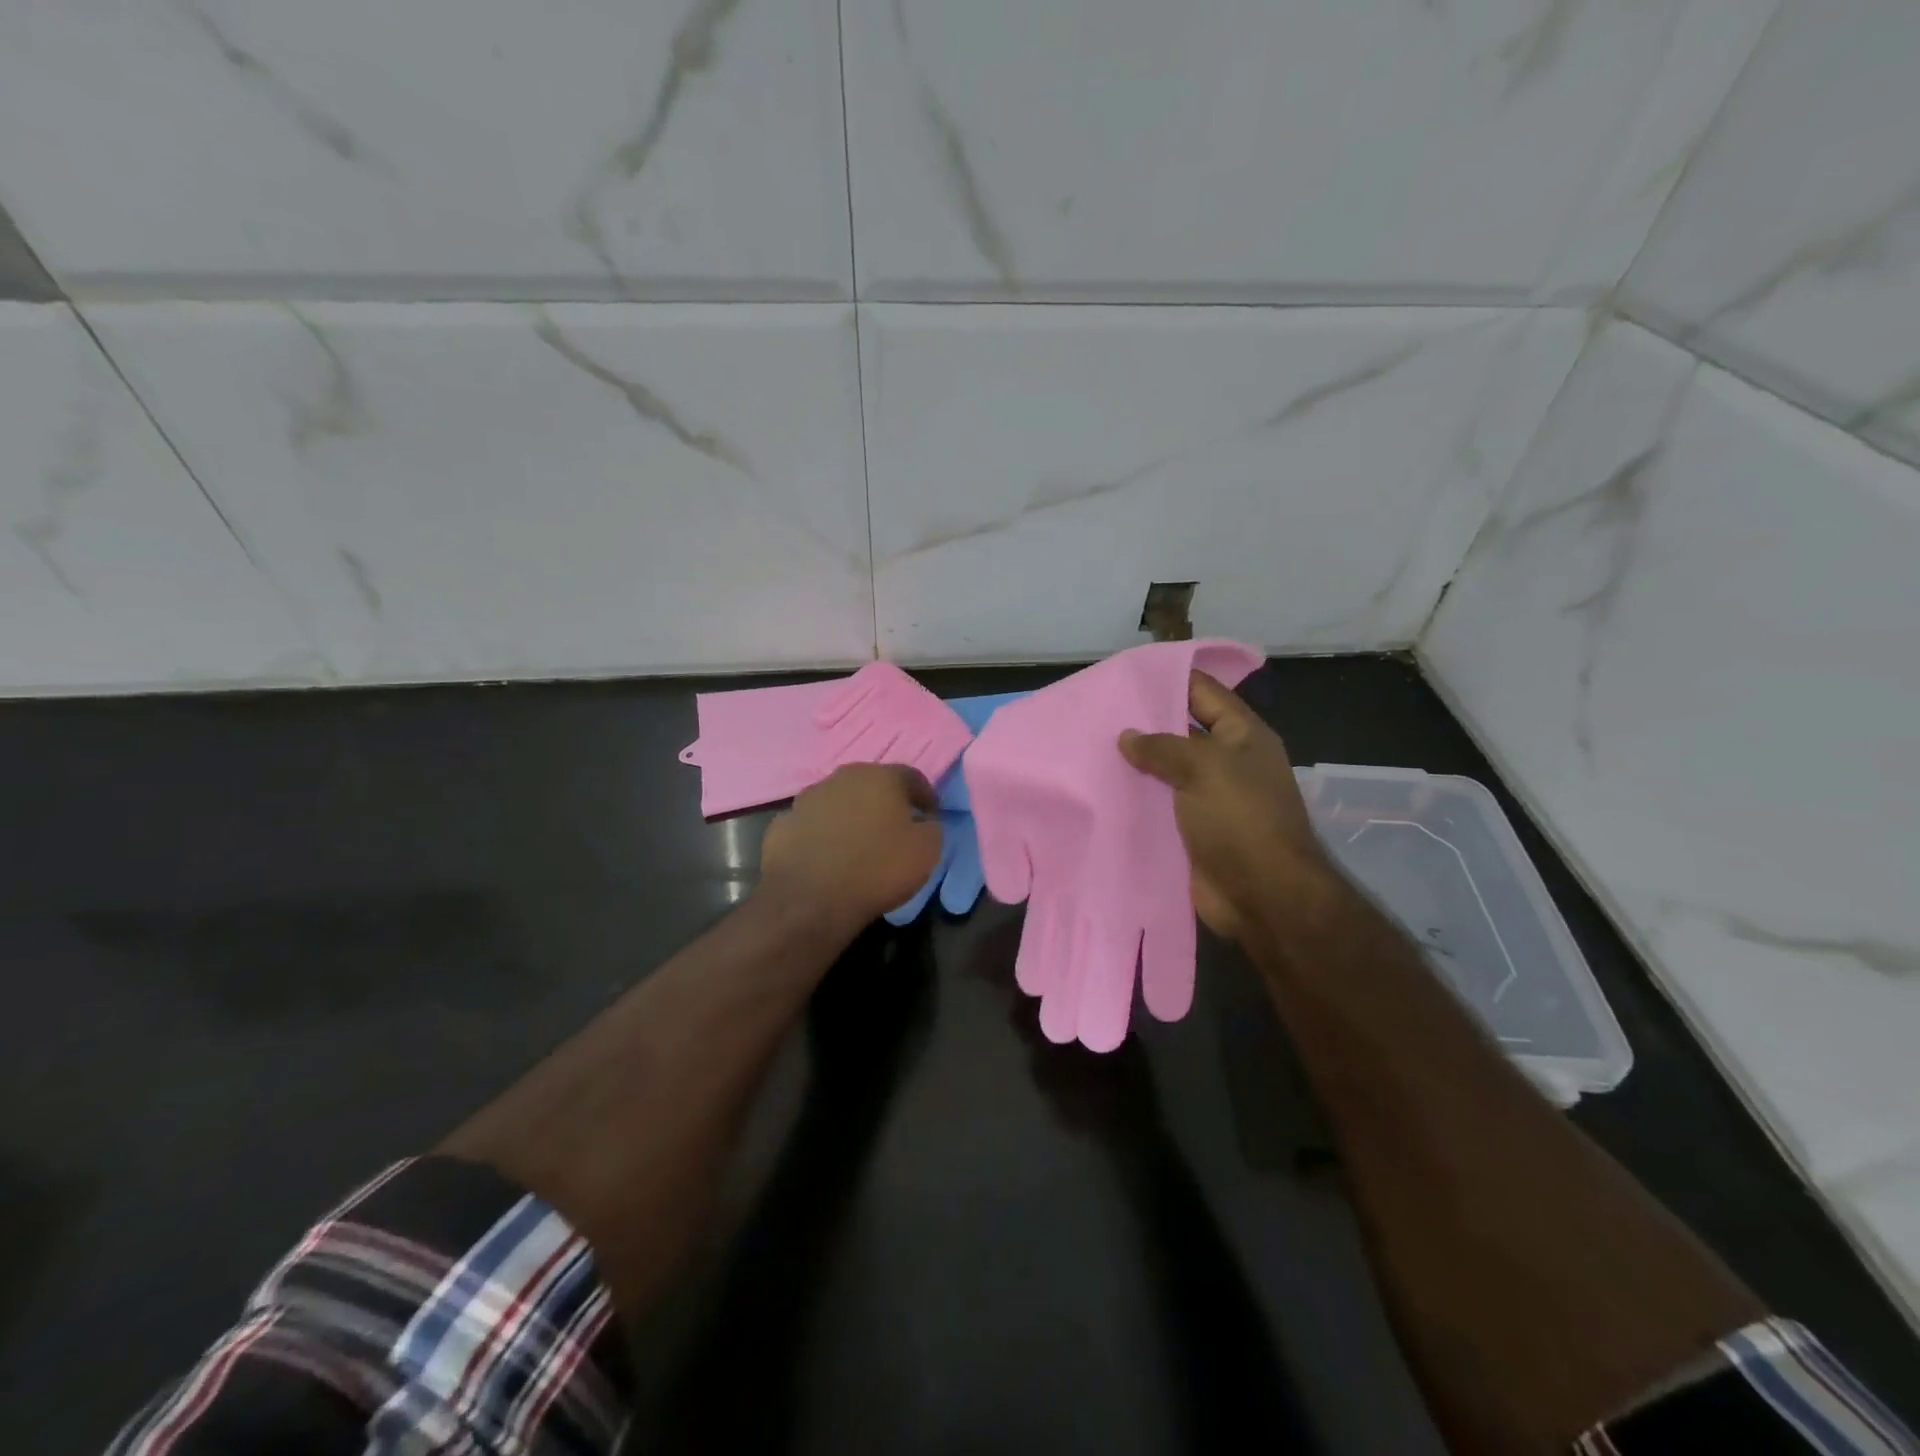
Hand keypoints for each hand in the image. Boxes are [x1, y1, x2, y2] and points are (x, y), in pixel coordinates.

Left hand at [759, 764, 942, 932]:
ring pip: (838, 801)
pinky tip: (827, 857)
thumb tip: (922, 822)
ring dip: (850, 816)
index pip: (911, 776)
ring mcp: (806, 799)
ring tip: (858, 844)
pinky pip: (812, 825)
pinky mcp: (781, 824)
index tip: (930, 814)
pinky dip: (822, 835)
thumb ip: (931, 827)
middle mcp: (842, 778)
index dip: (924, 795)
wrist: (809, 900)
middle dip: (884, 802)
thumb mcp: (926, 851)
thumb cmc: (877, 869)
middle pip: (871, 784)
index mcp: (880, 777)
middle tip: (894, 826)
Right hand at [1119, 672, 1331, 941]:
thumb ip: (1163, 747)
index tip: (1124, 674)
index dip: (1167, 678)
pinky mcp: (1190, 830)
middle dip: (1142, 723)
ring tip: (1088, 747)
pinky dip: (1134, 798)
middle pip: (1180, 731)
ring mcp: (1207, 798)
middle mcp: (1226, 762)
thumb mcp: (1204, 768)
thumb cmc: (1240, 820)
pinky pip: (1158, 805)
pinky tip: (1100, 789)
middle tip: (1096, 712)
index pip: (1202, 691)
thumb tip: (1127, 737)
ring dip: (1134, 764)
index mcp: (1242, 735)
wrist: (1262, 897)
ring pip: (1164, 770)